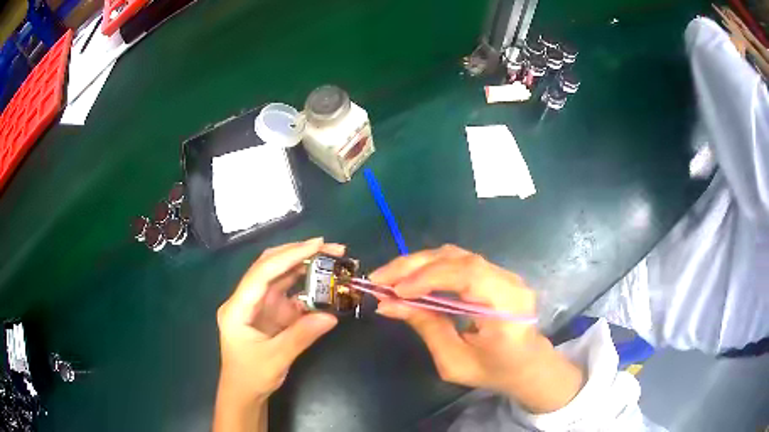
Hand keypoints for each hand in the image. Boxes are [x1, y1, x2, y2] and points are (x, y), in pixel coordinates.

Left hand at [214, 238, 341, 431]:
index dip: (289, 255)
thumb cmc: (251, 376)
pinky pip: (288, 294)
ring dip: (304, 266)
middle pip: (270, 267)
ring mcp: (258, 305)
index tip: (317, 244)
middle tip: (330, 248)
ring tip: (331, 259)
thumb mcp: (276, 358)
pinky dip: (305, 287)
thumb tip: (332, 316)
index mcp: (237, 307)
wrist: (243, 393)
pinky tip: (322, 284)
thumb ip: (301, 335)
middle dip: (298, 253)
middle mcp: (246, 299)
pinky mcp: (269, 313)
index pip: (262, 272)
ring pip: (280, 276)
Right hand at [370, 245, 583, 413]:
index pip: (468, 275)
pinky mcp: (496, 273)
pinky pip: (460, 262)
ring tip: (390, 278)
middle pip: (458, 258)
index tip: (395, 291)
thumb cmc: (494, 371)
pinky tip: (412, 278)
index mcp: (507, 307)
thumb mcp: (455, 361)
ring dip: (419, 263)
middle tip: (379, 279)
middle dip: (413, 266)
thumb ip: (426, 328)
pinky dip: (431, 267)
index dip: (428, 278)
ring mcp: (505, 273)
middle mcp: (510, 281)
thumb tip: (388, 305)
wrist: (528, 365)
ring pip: (456, 255)